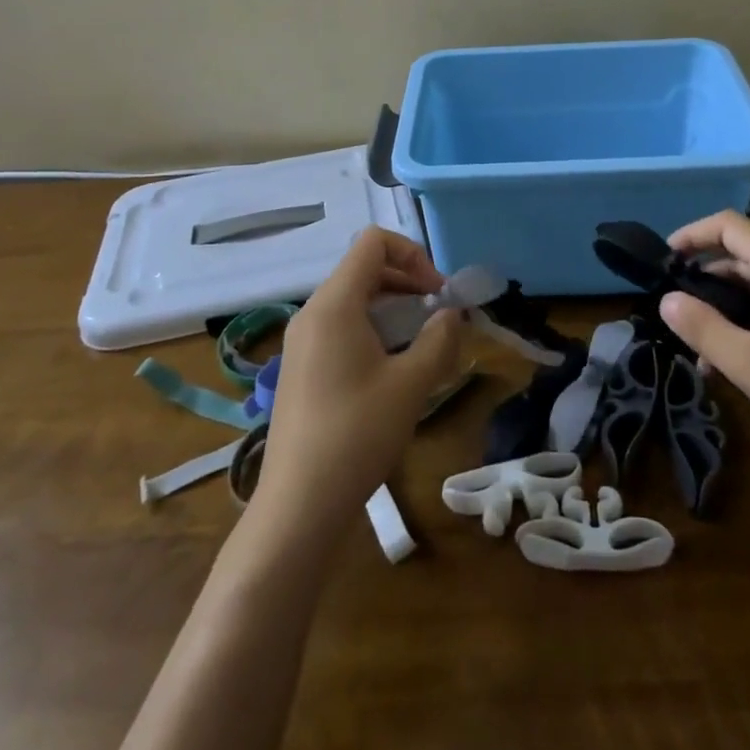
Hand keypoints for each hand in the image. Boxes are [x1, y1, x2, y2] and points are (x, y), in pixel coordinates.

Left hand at [256, 227, 462, 522]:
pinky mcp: (300, 367)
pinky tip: (392, 368)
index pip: (373, 243)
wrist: (298, 506)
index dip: (413, 254)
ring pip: (352, 299)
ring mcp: (301, 341)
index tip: (438, 292)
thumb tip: (451, 315)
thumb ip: (438, 340)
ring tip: (421, 341)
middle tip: (438, 315)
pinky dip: (372, 329)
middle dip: (407, 281)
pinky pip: (340, 326)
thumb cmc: (357, 434)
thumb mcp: (410, 384)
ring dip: (392, 307)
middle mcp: (312, 312)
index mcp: (334, 303)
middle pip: (363, 268)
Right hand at [659, 209, 749, 484]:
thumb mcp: (747, 363)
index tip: (667, 258)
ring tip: (708, 349)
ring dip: (733, 306)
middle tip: (682, 310)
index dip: (693, 233)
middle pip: (748, 255)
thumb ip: (702, 327)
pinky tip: (749, 362)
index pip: (730, 225)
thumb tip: (667, 299)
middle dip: (709, 277)